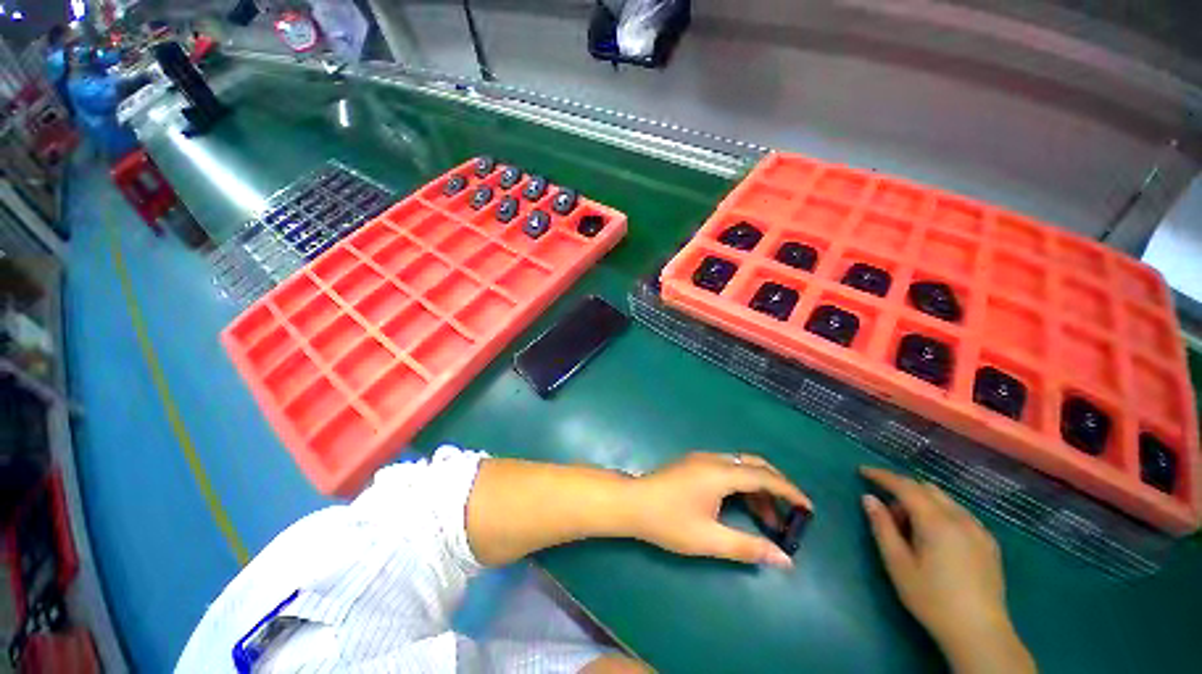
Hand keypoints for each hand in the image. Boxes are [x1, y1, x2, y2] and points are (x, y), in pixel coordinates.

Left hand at [627, 452, 811, 567]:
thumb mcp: (709, 539)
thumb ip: (747, 547)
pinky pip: (727, 468)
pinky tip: (742, 506)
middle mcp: (713, 459)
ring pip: (740, 466)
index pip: (764, 477)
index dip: (789, 491)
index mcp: (720, 473)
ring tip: (768, 520)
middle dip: (776, 487)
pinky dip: (742, 484)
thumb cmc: (668, 521)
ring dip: (758, 488)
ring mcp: (701, 459)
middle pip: (754, 465)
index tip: (809, 509)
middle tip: (790, 515)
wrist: (632, 502)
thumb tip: (784, 559)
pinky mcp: (694, 463)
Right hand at [861, 467, 1034, 673]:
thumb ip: (882, 527)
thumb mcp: (898, 564)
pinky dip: (941, 514)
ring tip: (911, 531)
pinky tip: (936, 540)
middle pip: (927, 489)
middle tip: (889, 516)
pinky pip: (960, 514)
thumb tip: (868, 499)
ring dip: (922, 503)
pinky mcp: (989, 543)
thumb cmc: (932, 599)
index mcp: (937, 522)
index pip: (905, 486)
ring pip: (945, 500)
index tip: (862, 471)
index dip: (882, 476)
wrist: (980, 633)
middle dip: (903, 492)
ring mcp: (979, 530)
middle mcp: (961, 518)